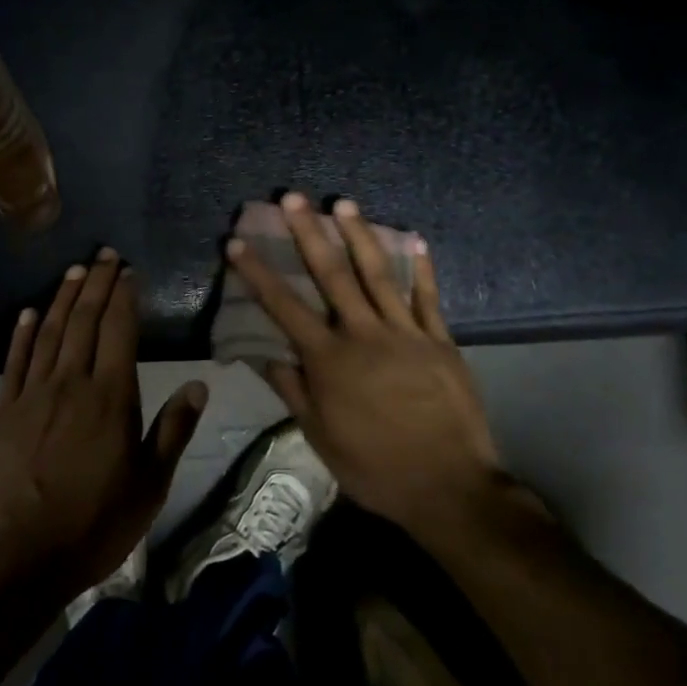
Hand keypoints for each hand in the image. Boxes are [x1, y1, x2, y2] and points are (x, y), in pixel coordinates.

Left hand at [0, 247, 207, 599]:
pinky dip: (22, 333)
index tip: (128, 271)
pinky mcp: (3, 411)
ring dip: (63, 298)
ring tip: (74, 270)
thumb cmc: (95, 523)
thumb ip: (173, 430)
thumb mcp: (150, 485)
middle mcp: (72, 382)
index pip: (120, 331)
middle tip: (103, 255)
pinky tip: (29, 312)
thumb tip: (199, 384)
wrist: (19, 555)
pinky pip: (14, 361)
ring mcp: (33, 394)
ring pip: (50, 333)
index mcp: (112, 397)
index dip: (124, 296)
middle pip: (84, 320)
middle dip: (96, 283)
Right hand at [225, 194, 501, 529]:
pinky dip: (421, 267)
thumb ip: (293, 391)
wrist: (448, 487)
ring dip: (359, 235)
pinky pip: (428, 296)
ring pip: (378, 274)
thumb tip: (266, 355)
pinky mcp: (440, 341)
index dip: (258, 273)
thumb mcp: (319, 437)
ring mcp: (406, 333)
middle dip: (308, 233)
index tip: (237, 243)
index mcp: (329, 361)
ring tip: (343, 203)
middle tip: (293, 198)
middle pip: (331, 275)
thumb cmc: (374, 467)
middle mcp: (364, 335)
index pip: (284, 307)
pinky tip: (413, 238)